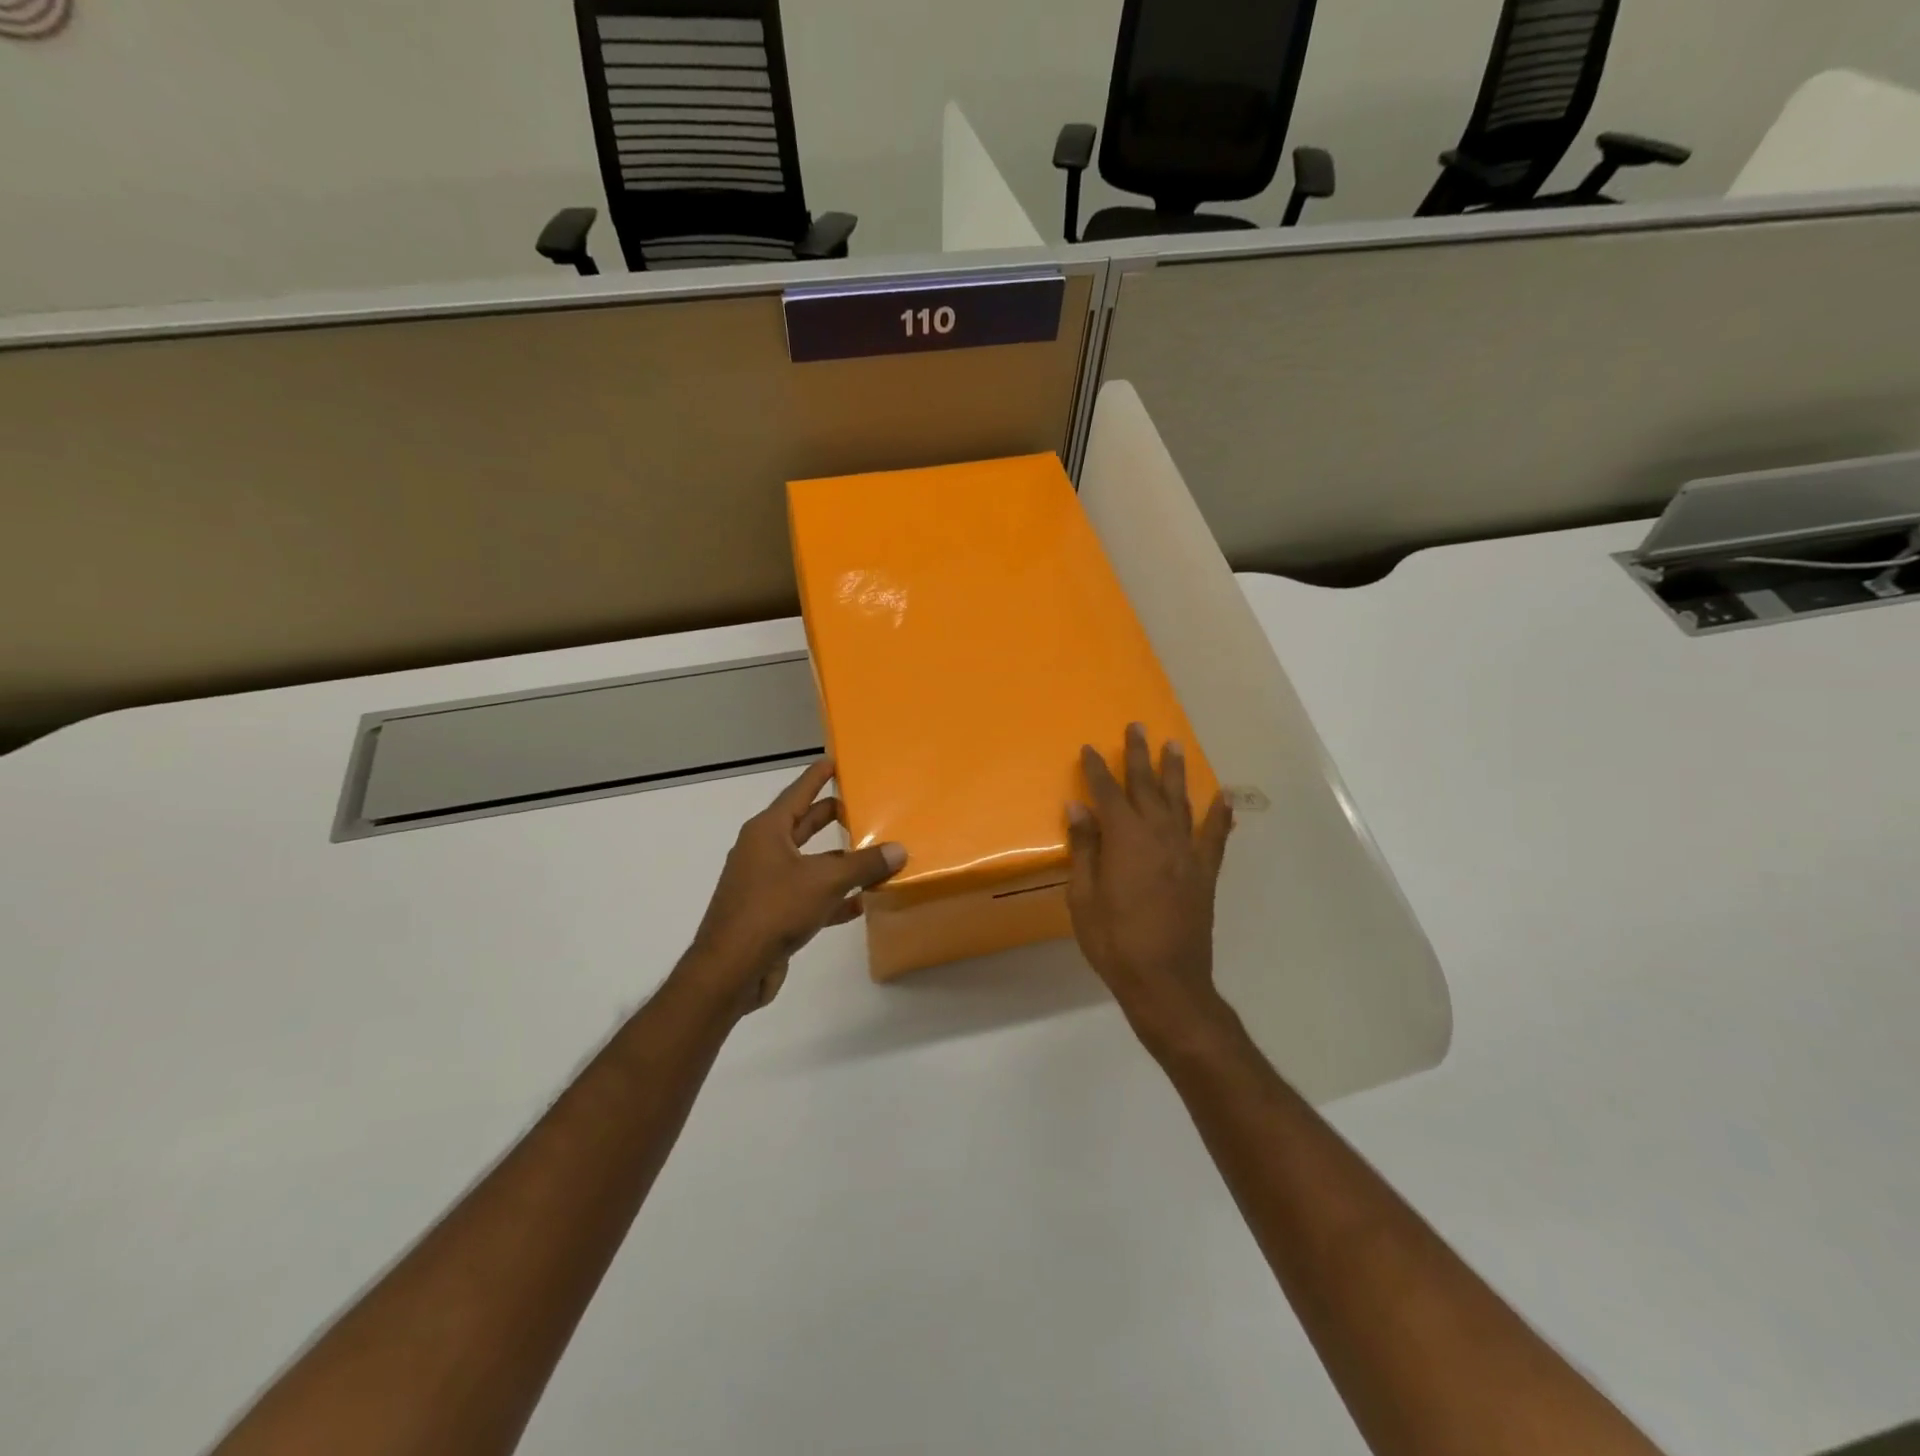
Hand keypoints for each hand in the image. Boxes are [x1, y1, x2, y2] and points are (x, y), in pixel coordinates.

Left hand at [682, 759, 904, 1014]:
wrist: (731, 969)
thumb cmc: (773, 910)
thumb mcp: (825, 882)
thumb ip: (864, 865)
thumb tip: (899, 850)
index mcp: (768, 831)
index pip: (798, 793)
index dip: (817, 776)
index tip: (834, 760)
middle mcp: (763, 851)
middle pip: (804, 826)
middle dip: (832, 817)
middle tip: (862, 806)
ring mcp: (765, 884)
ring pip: (809, 863)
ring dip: (838, 861)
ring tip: (873, 854)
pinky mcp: (770, 914)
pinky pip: (807, 895)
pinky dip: (832, 896)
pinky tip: (860, 903)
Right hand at [1066, 724, 1235, 1054]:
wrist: (1166, 982)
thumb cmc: (1114, 942)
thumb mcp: (1083, 898)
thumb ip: (1084, 849)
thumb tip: (1078, 808)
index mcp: (1125, 840)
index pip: (1108, 793)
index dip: (1097, 770)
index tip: (1089, 749)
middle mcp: (1159, 836)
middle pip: (1147, 787)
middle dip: (1139, 756)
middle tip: (1137, 727)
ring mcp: (1186, 853)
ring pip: (1181, 802)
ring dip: (1175, 772)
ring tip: (1174, 745)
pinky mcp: (1204, 873)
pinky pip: (1214, 836)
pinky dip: (1219, 815)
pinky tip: (1223, 797)